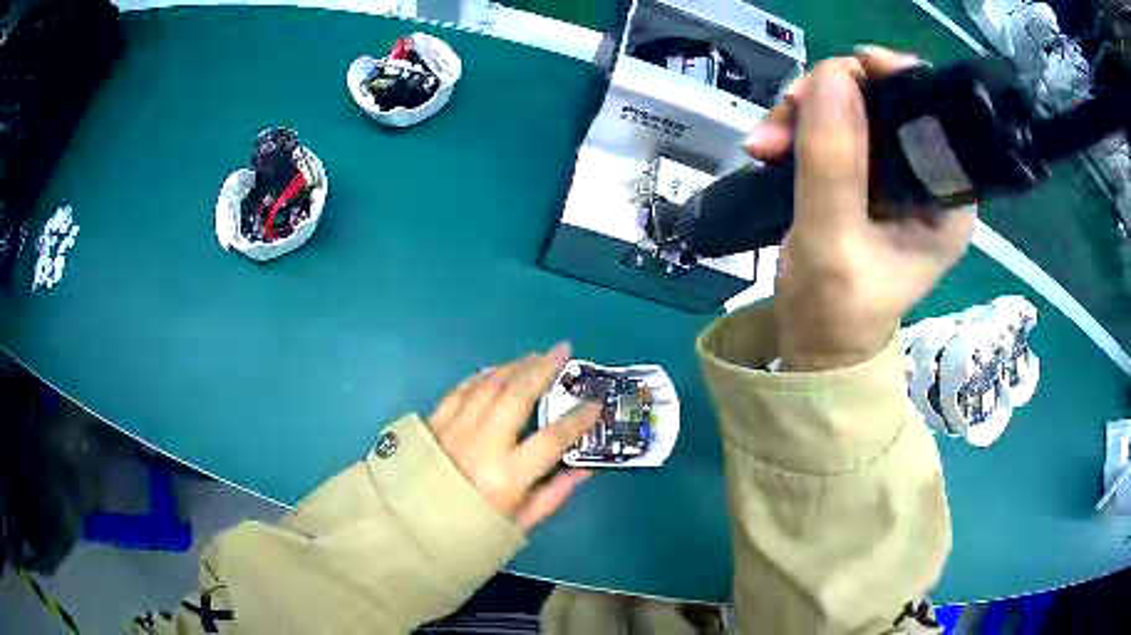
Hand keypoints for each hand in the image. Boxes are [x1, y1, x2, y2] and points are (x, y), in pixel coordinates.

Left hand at [427, 343, 601, 531]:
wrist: (410, 532)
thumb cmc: (469, 535)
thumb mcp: (517, 526)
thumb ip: (553, 495)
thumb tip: (584, 468)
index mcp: (506, 477)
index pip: (552, 439)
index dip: (578, 419)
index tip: (595, 403)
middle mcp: (481, 446)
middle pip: (518, 395)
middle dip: (544, 368)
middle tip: (563, 351)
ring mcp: (453, 430)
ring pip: (488, 385)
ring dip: (515, 366)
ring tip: (535, 356)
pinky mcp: (433, 424)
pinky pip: (460, 391)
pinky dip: (480, 378)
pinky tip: (494, 371)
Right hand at [746, 46, 975, 370]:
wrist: (815, 343)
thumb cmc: (836, 311)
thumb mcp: (833, 240)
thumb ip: (835, 161)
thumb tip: (832, 76)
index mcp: (946, 198)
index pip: (932, 113)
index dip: (893, 79)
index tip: (848, 72)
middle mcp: (926, 177)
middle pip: (885, 99)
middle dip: (831, 96)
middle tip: (786, 114)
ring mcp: (892, 173)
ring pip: (850, 105)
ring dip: (803, 111)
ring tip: (764, 143)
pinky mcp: (862, 174)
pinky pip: (830, 125)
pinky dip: (796, 127)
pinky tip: (767, 147)